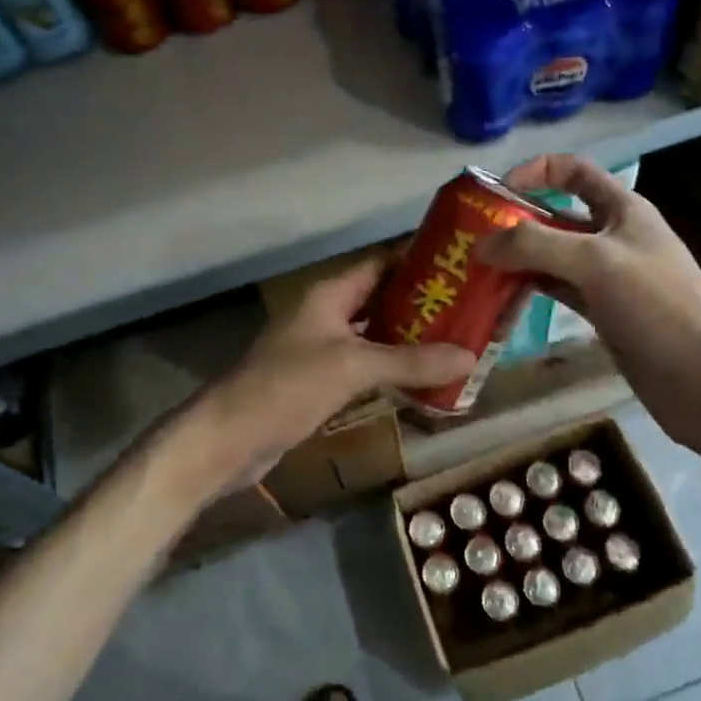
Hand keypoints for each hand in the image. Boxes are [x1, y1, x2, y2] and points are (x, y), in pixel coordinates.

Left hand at [181, 257, 476, 500]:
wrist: (230, 439)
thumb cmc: (288, 386)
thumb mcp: (352, 367)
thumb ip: (410, 362)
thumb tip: (469, 356)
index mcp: (330, 294)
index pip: (380, 263)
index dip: (417, 262)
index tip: (460, 268)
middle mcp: (327, 314)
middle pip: (382, 300)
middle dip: (422, 305)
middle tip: (470, 312)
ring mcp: (322, 349)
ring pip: (375, 336)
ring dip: (410, 340)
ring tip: (458, 344)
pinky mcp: (321, 382)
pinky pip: (365, 367)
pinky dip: (392, 370)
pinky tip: (424, 381)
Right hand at [476, 154, 700, 451]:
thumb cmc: (658, 306)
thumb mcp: (595, 262)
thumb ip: (535, 245)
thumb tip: (481, 244)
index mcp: (622, 209)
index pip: (573, 171)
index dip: (535, 172)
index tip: (496, 193)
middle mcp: (613, 236)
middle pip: (556, 215)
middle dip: (515, 221)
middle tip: (469, 239)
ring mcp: (607, 277)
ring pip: (552, 256)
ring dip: (518, 258)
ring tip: (475, 269)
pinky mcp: (602, 312)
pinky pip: (557, 289)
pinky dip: (530, 289)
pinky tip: (501, 297)